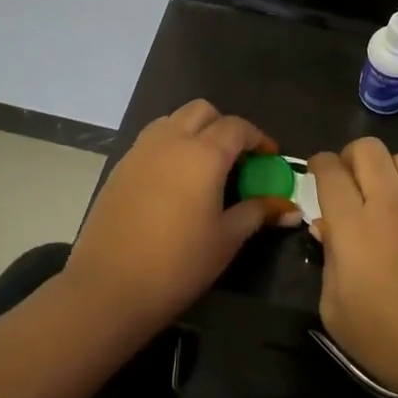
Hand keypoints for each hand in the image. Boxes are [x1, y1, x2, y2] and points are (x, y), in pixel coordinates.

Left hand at [67, 101, 294, 339]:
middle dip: (224, 126)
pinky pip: (151, 141)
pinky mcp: (119, 168)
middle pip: (202, 111)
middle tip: (237, 157)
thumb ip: (256, 213)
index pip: (236, 127)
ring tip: (204, 166)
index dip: (258, 138)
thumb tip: (288, 208)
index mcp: (203, 154)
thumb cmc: (178, 263)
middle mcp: (170, 141)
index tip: (269, 157)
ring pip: (172, 120)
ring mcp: (140, 151)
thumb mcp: (226, 239)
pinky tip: (174, 182)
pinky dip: (170, 147)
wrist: (108, 287)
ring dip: (193, 131)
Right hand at [310, 139, 397, 397]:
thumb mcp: (335, 310)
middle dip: (349, 156)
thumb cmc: (389, 340)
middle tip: (345, 180)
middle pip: (368, 148)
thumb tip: (327, 228)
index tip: (315, 173)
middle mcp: (389, 203)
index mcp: (353, 225)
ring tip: (378, 194)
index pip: (330, 170)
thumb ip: (327, 260)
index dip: (318, 164)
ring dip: (383, 167)